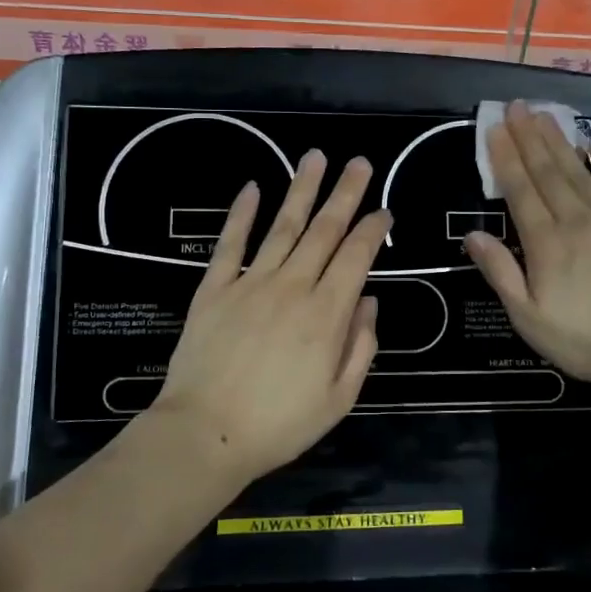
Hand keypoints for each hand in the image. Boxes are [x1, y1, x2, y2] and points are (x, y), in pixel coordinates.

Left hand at [153, 151, 389, 482]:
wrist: (206, 433)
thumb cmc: (280, 424)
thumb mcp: (339, 398)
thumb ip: (361, 346)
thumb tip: (368, 301)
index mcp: (327, 314)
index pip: (357, 257)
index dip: (373, 230)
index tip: (384, 211)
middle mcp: (293, 286)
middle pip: (324, 230)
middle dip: (345, 193)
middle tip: (358, 162)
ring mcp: (251, 282)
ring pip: (283, 226)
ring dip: (301, 190)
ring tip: (315, 158)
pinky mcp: (215, 288)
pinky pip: (231, 243)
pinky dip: (241, 213)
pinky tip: (253, 187)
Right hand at [464, 101, 590, 398]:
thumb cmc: (587, 340)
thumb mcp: (529, 318)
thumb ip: (501, 273)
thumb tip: (472, 235)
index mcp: (546, 244)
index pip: (520, 192)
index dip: (505, 159)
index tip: (494, 129)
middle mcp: (576, 221)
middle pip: (547, 173)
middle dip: (529, 138)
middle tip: (516, 106)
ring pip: (579, 172)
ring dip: (559, 142)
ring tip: (544, 115)